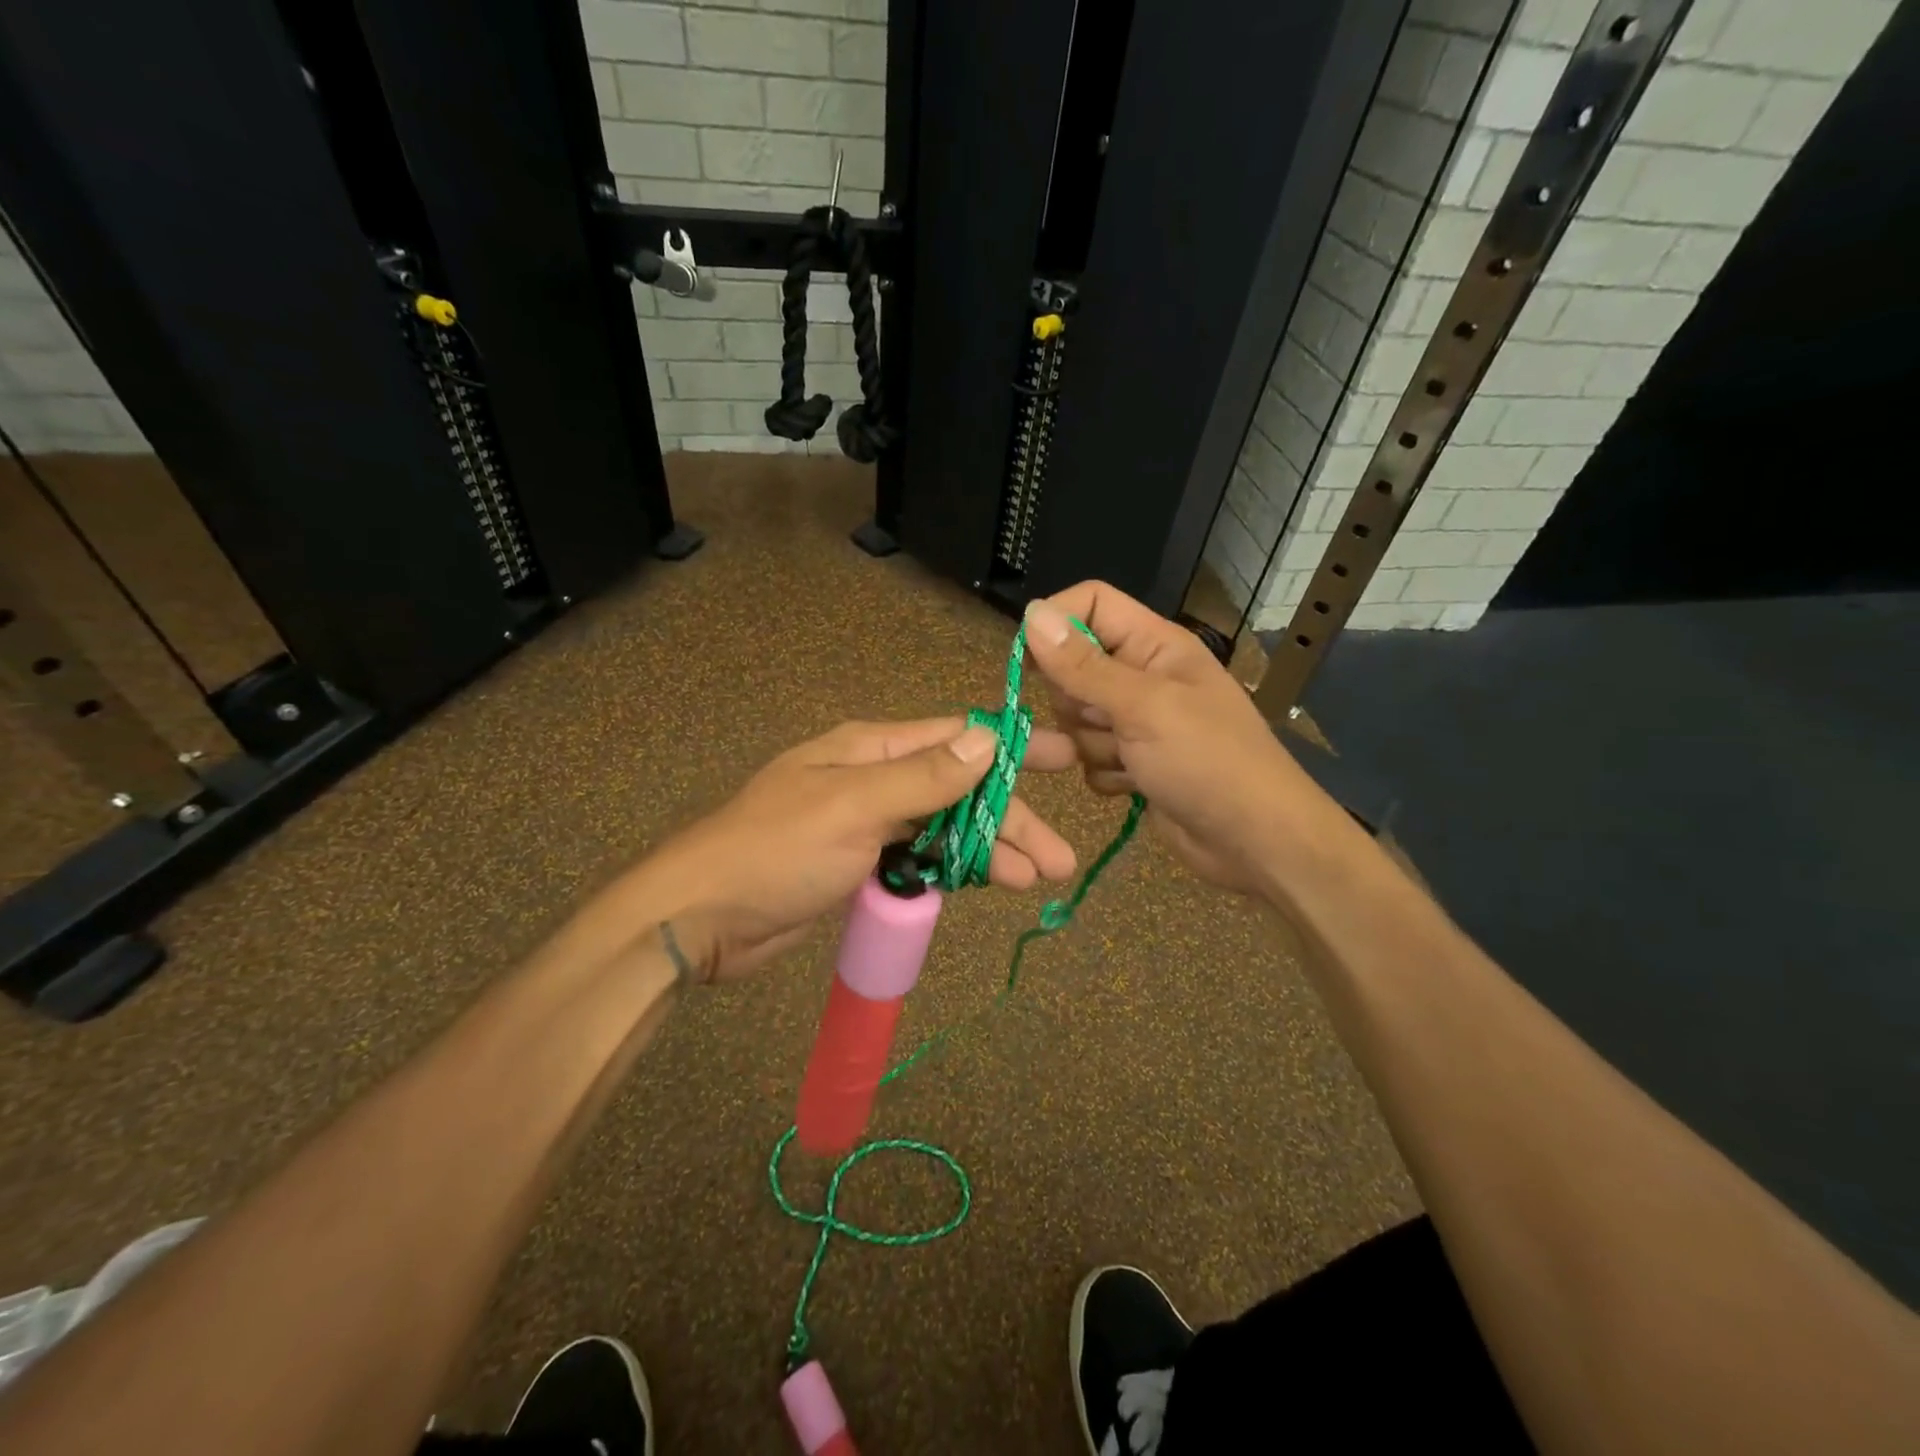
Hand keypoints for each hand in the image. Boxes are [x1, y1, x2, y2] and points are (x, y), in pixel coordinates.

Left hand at [557, 719, 1078, 984]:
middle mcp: (875, 778)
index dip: (1012, 747)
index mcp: (872, 749)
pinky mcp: (861, 864)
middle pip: (959, 789)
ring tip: (1037, 879)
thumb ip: (923, 777)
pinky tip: (987, 884)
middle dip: (1010, 818)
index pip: (956, 736)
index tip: (1065, 757)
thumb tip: (985, 740)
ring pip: (945, 828)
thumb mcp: (853, 806)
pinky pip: (922, 858)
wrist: (703, 916)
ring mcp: (868, 823)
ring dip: (990, 850)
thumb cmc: (777, 850)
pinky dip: (955, 869)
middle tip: (1060, 856)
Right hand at [1023, 583, 1335, 898]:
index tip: (1027, 661)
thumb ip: (1083, 665)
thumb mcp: (1143, 707)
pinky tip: (1134, 786)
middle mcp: (1142, 676)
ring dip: (1092, 745)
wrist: (1255, 841)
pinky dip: (1104, 774)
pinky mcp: (1132, 762)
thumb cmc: (1209, 761)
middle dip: (1076, 702)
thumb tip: (1032, 612)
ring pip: (1076, 719)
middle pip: (1073, 667)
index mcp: (1154, 645)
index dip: (1056, 624)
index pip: (1091, 604)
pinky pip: (1089, 757)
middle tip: (1107, 722)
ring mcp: (1136, 722)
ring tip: (1131, 761)